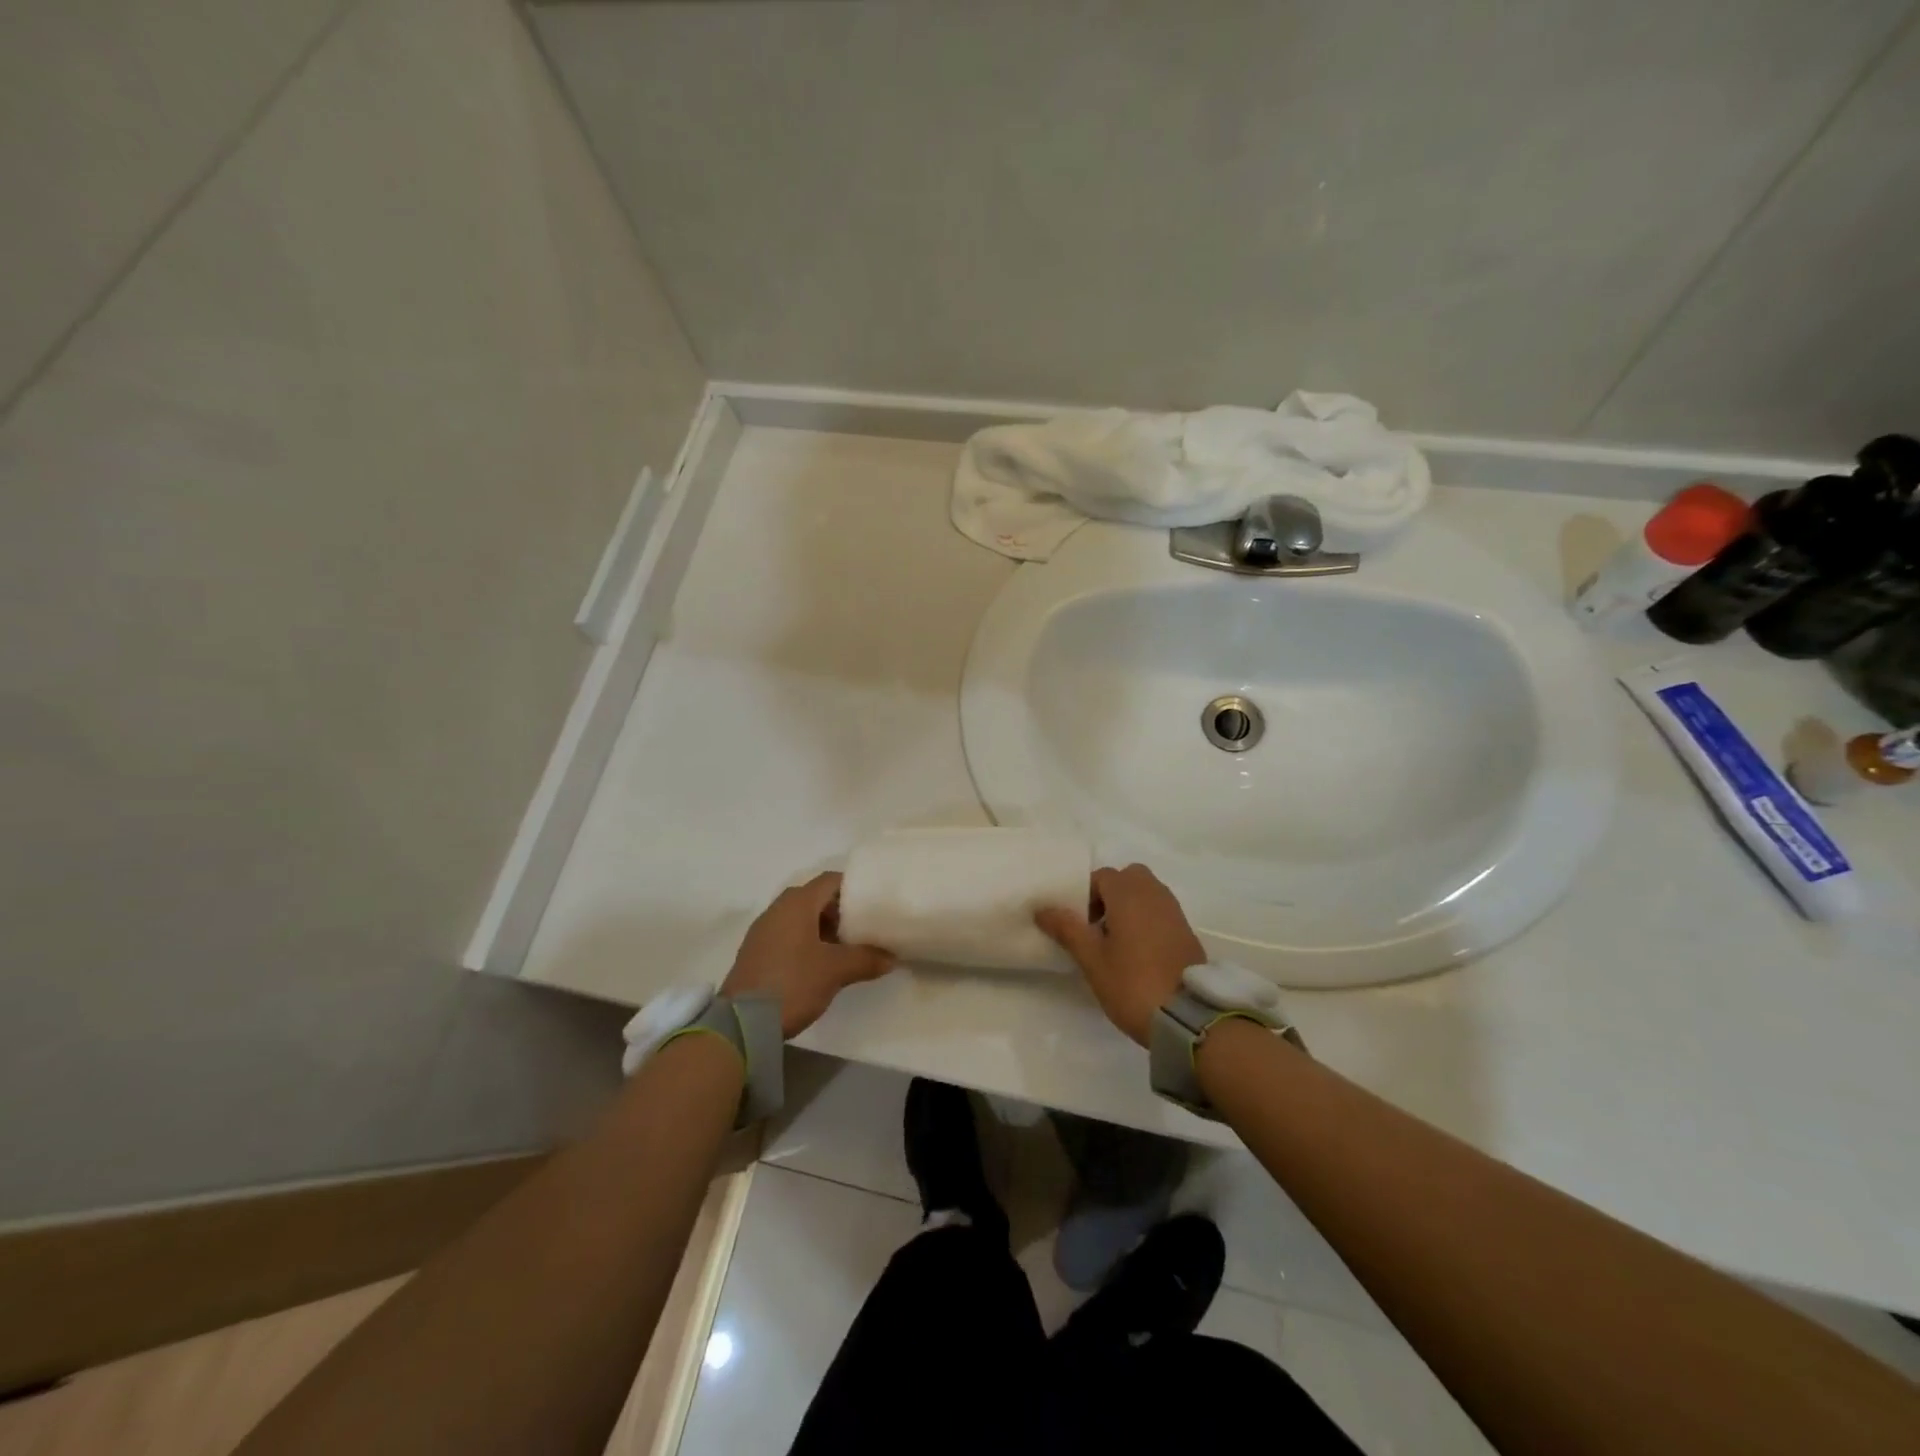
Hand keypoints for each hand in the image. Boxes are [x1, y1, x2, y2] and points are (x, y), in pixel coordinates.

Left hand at [722, 873, 895, 1037]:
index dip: (855, 888)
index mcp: (797, 903)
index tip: (875, 903)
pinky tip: (822, 964)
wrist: (742, 1023)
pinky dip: (808, 942)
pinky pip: (789, 935)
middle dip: (842, 911)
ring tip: (847, 949)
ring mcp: (764, 930)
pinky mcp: (757, 952)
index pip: (831, 880)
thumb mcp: (835, 970)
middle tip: (864, 929)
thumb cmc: (792, 983)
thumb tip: (891, 957)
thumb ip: (866, 958)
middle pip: (817, 898)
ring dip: (825, 929)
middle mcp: (778, 909)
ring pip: (802, 918)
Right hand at [1035, 863, 1204, 1045]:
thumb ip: (1067, 929)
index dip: (1085, 895)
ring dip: (1129, 906)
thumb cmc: (1132, 983)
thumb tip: (1042, 909)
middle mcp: (1154, 893)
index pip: (1101, 876)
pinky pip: (1160, 911)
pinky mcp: (1186, 931)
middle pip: (1128, 878)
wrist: (1187, 1017)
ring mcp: (1174, 911)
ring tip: (1116, 942)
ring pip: (1146, 893)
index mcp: (1128, 894)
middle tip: (1097, 927)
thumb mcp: (1092, 959)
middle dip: (1110, 894)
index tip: (1079, 925)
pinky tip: (1138, 952)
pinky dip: (1147, 919)